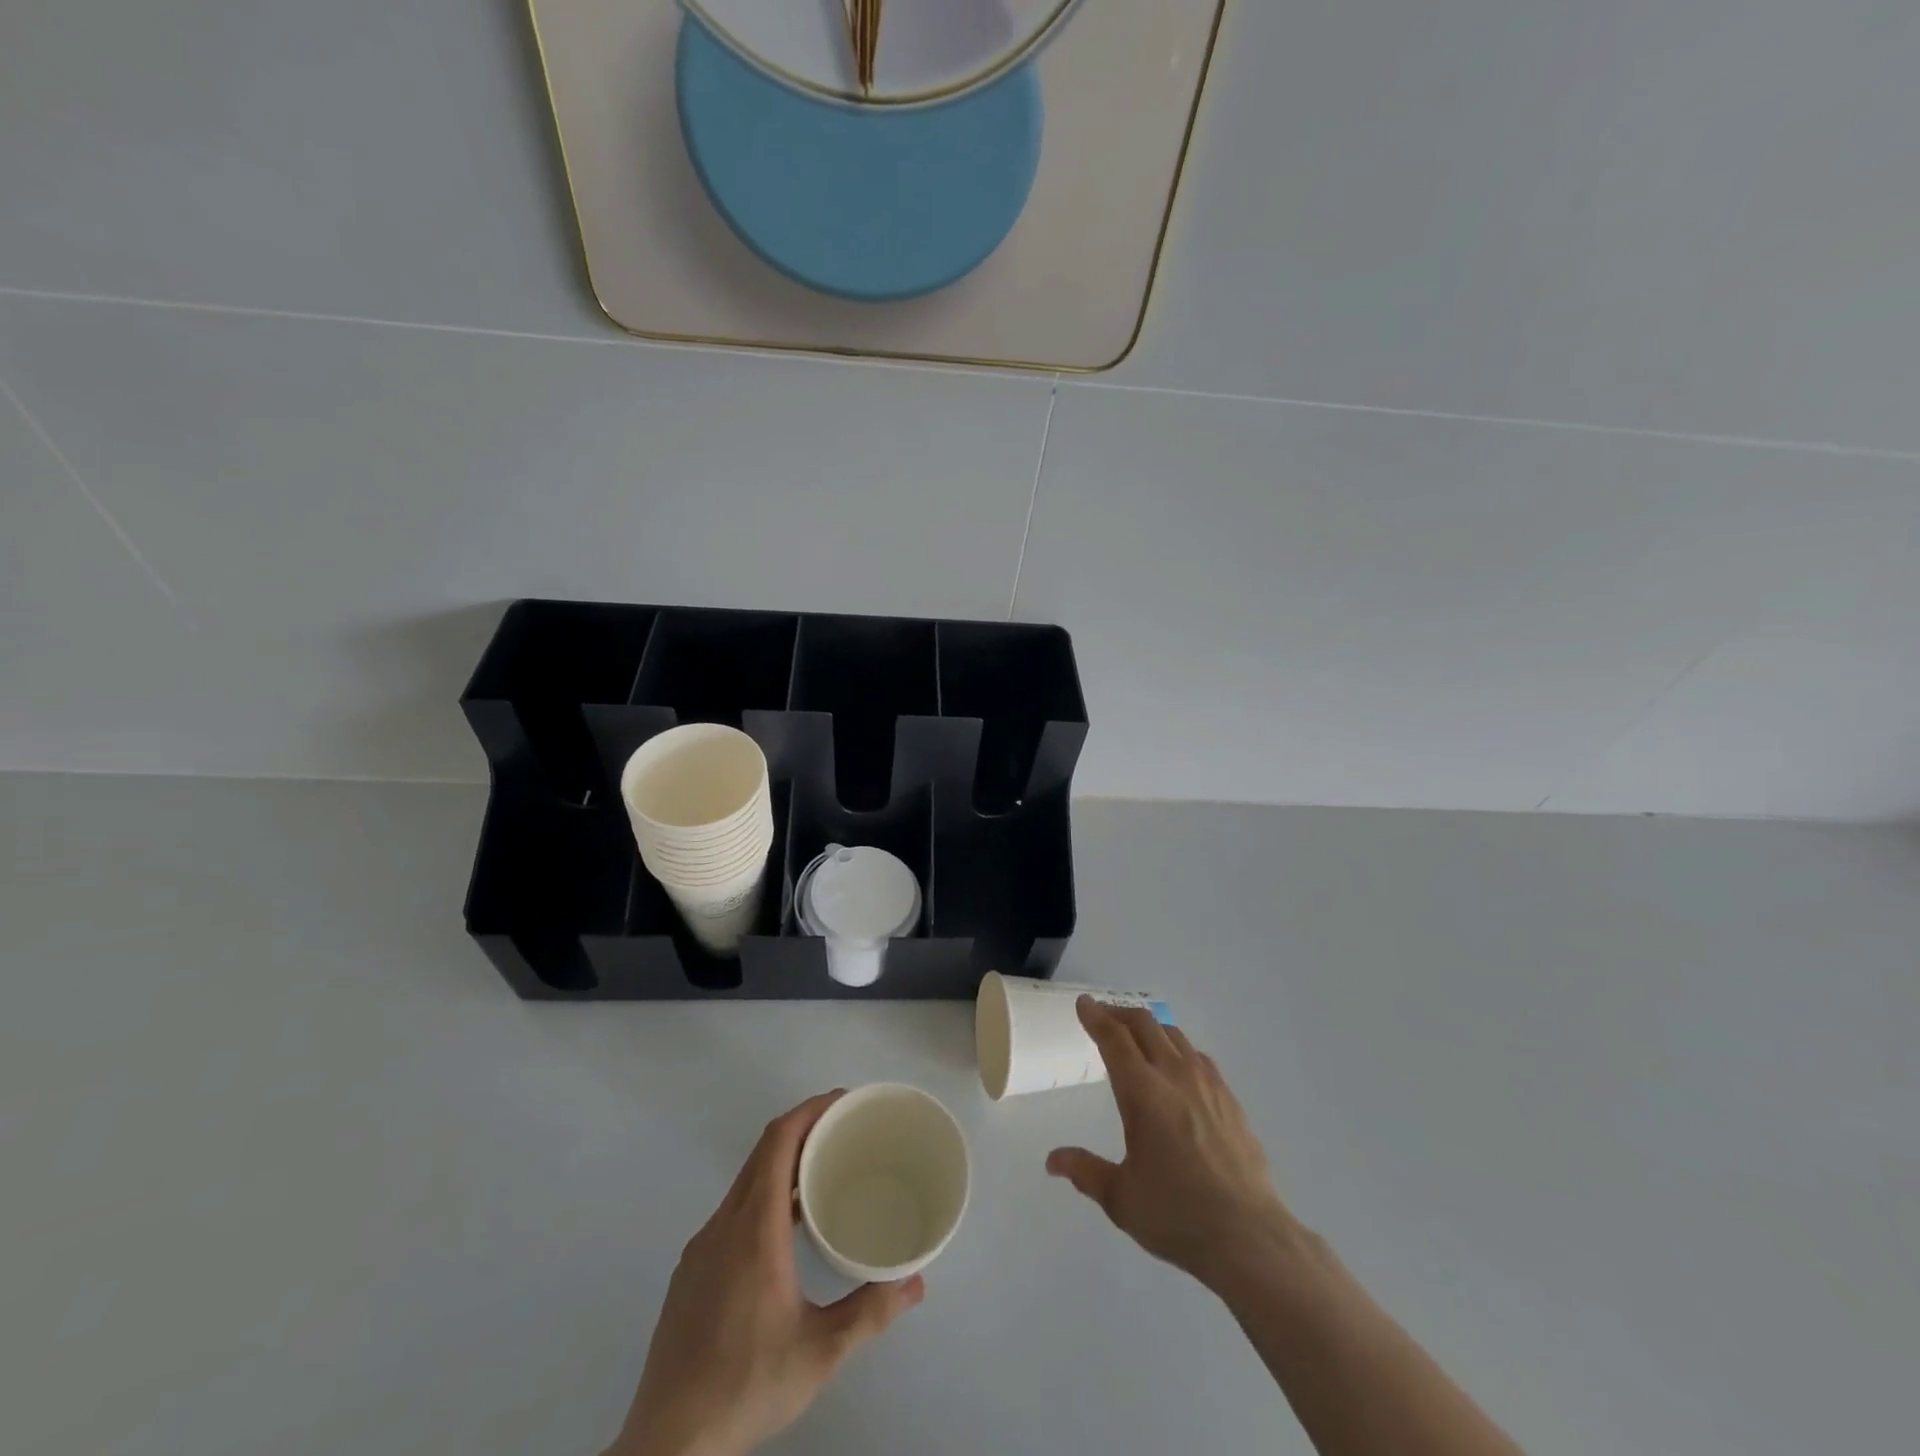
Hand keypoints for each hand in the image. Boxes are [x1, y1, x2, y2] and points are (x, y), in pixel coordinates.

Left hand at [610, 1092, 924, 1455]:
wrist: (667, 1446)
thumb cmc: (746, 1386)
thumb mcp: (820, 1352)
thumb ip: (869, 1311)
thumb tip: (916, 1283)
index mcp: (754, 1229)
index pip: (778, 1141)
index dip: (809, 1110)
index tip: (843, 1102)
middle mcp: (724, 1225)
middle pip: (762, 1153)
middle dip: (802, 1128)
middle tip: (843, 1130)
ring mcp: (701, 1247)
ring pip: (745, 1182)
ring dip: (782, 1163)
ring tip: (821, 1174)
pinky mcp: (691, 1271)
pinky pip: (732, 1210)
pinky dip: (762, 1194)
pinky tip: (783, 1230)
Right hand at [1047, 998, 1295, 1291]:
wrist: (1249, 1236)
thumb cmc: (1177, 1214)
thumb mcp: (1120, 1198)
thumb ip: (1085, 1171)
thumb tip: (1053, 1161)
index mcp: (1142, 1092)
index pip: (1114, 1039)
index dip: (1095, 1017)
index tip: (1083, 1004)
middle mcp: (1174, 1075)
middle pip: (1144, 1025)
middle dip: (1119, 1014)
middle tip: (1103, 1017)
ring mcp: (1207, 1084)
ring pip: (1174, 1035)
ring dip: (1149, 1027)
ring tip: (1137, 1037)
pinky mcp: (1230, 1099)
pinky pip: (1198, 1057)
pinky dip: (1178, 1048)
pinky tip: (1177, 1067)